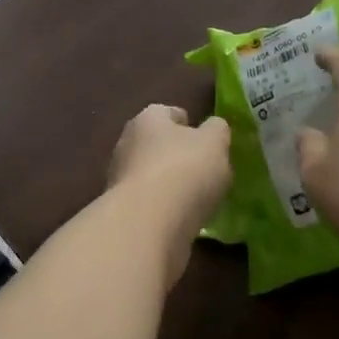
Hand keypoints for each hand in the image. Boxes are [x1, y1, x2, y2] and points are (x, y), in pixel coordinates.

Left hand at [107, 104, 231, 273]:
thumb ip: (217, 131)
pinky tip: (184, 219)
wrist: (148, 225)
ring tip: (199, 198)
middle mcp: (127, 144)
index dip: (188, 123)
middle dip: (178, 155)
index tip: (206, 140)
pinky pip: (150, 204)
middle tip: (206, 170)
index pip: (168, 113)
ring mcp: (121, 179)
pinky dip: (165, 209)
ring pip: (152, 175)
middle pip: (157, 144)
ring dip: (171, 184)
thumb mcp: (215, 143)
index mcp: (147, 119)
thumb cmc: (184, 170)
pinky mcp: (123, 212)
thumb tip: (213, 128)